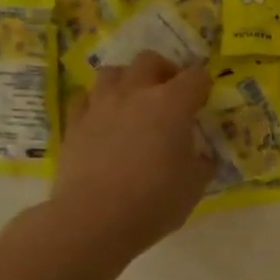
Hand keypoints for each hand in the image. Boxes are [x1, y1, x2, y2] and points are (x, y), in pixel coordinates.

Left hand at [49, 52, 214, 256]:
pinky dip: (98, 103)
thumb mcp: (195, 185)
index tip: (205, 100)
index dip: (204, 85)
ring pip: (112, 72)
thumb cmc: (155, 201)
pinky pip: (85, 98)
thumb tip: (202, 155)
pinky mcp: (74, 123)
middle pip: (150, 60)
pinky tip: (104, 120)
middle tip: (171, 94)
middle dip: (164, 71)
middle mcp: (135, 94)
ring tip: (134, 102)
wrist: (94, 219)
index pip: (196, 76)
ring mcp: (100, 106)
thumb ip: (202, 162)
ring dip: (128, 80)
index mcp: (171, 104)